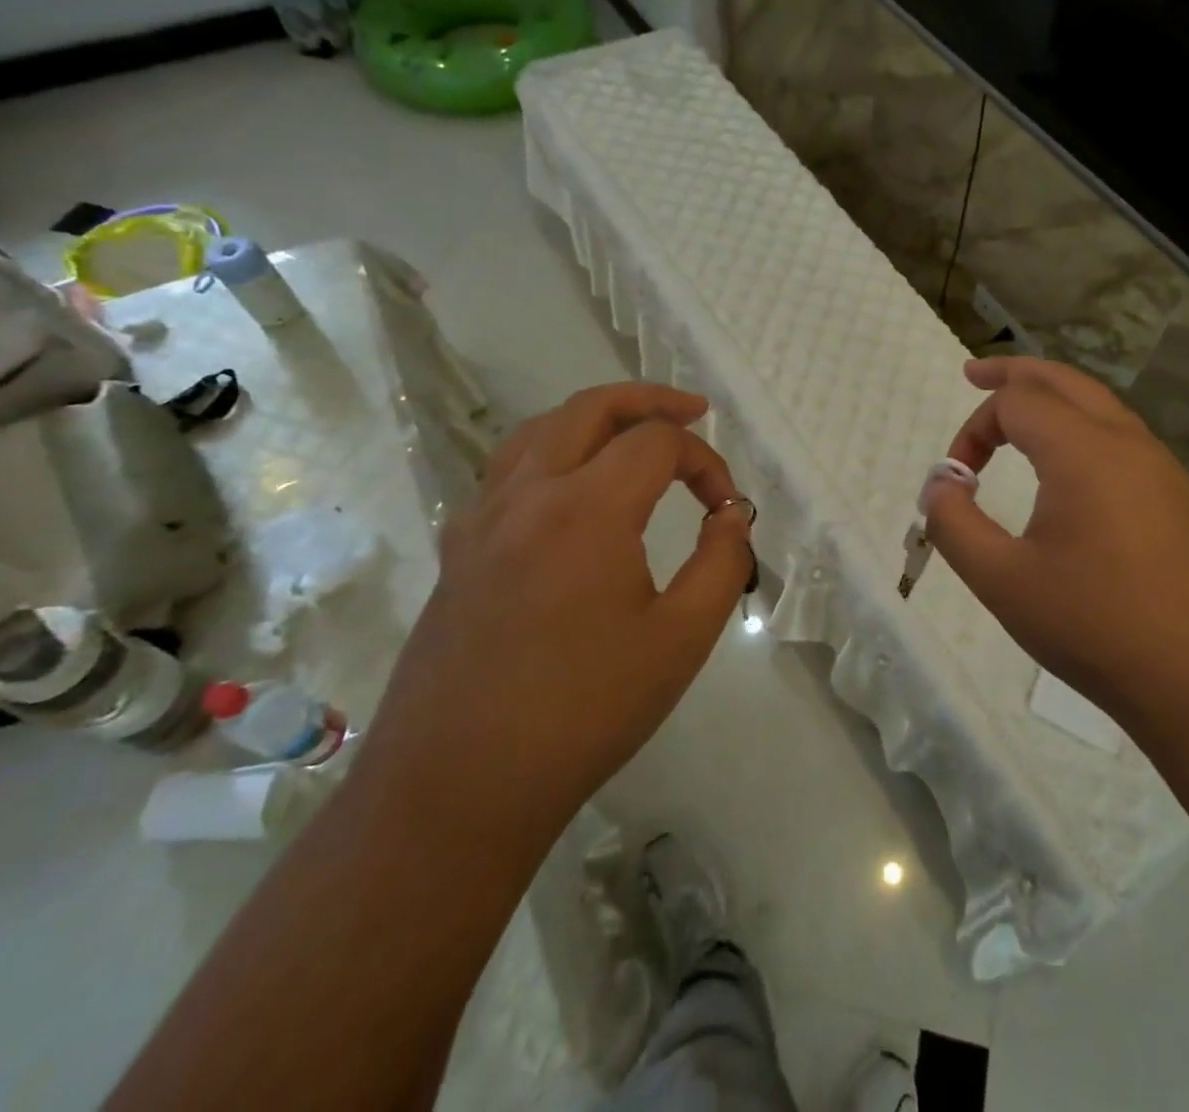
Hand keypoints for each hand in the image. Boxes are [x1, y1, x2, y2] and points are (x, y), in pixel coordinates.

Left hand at [362, 384, 753, 840]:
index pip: (658, 443)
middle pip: (591, 407)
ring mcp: (483, 518)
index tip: (727, 509)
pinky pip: (508, 470)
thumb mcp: (681, 639)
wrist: (457, 787)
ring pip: (541, 429)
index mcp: (586, 508)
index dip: (706, 462)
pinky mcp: (459, 549)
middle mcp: (528, 493)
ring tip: (633, 435)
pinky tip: (570, 492)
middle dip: (650, 401)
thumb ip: (722, 562)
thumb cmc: (584, 711)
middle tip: (692, 413)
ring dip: (595, 418)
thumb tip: (731, 516)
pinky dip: (552, 452)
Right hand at [924, 358, 1188, 729]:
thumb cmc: (1096, 628)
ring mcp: (1162, 470)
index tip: (956, 480)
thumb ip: (954, 524)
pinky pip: (1122, 439)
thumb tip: (941, 485)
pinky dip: (1082, 428)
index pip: (1016, 402)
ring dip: (1052, 399)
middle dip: (1014, 373)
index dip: (973, 428)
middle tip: (975, 374)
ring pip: (1099, 406)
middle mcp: (1127, 443)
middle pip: (1063, 381)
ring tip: (1018, 412)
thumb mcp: (1002, 580)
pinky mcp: (1179, 499)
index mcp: (1084, 451)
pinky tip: (1069, 467)